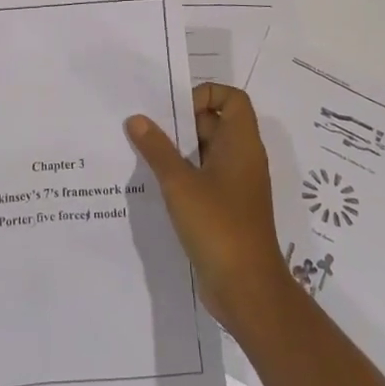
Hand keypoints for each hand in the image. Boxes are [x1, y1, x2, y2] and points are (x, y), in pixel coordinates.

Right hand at [127, 84, 290, 334]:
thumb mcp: (180, 184)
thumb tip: (136, 119)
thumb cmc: (219, 226)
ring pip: (206, 152)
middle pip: (215, 123)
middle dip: (181, 122)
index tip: (175, 111)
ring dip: (177, 150)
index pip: (232, 98)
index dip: (205, 94)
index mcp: (241, 144)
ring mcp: (236, 185)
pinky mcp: (227, 209)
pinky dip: (182, 175)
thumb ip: (156, 149)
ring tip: (142, 152)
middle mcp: (242, 159)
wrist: (248, 290)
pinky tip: (154, 184)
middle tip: (146, 126)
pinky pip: (204, 178)